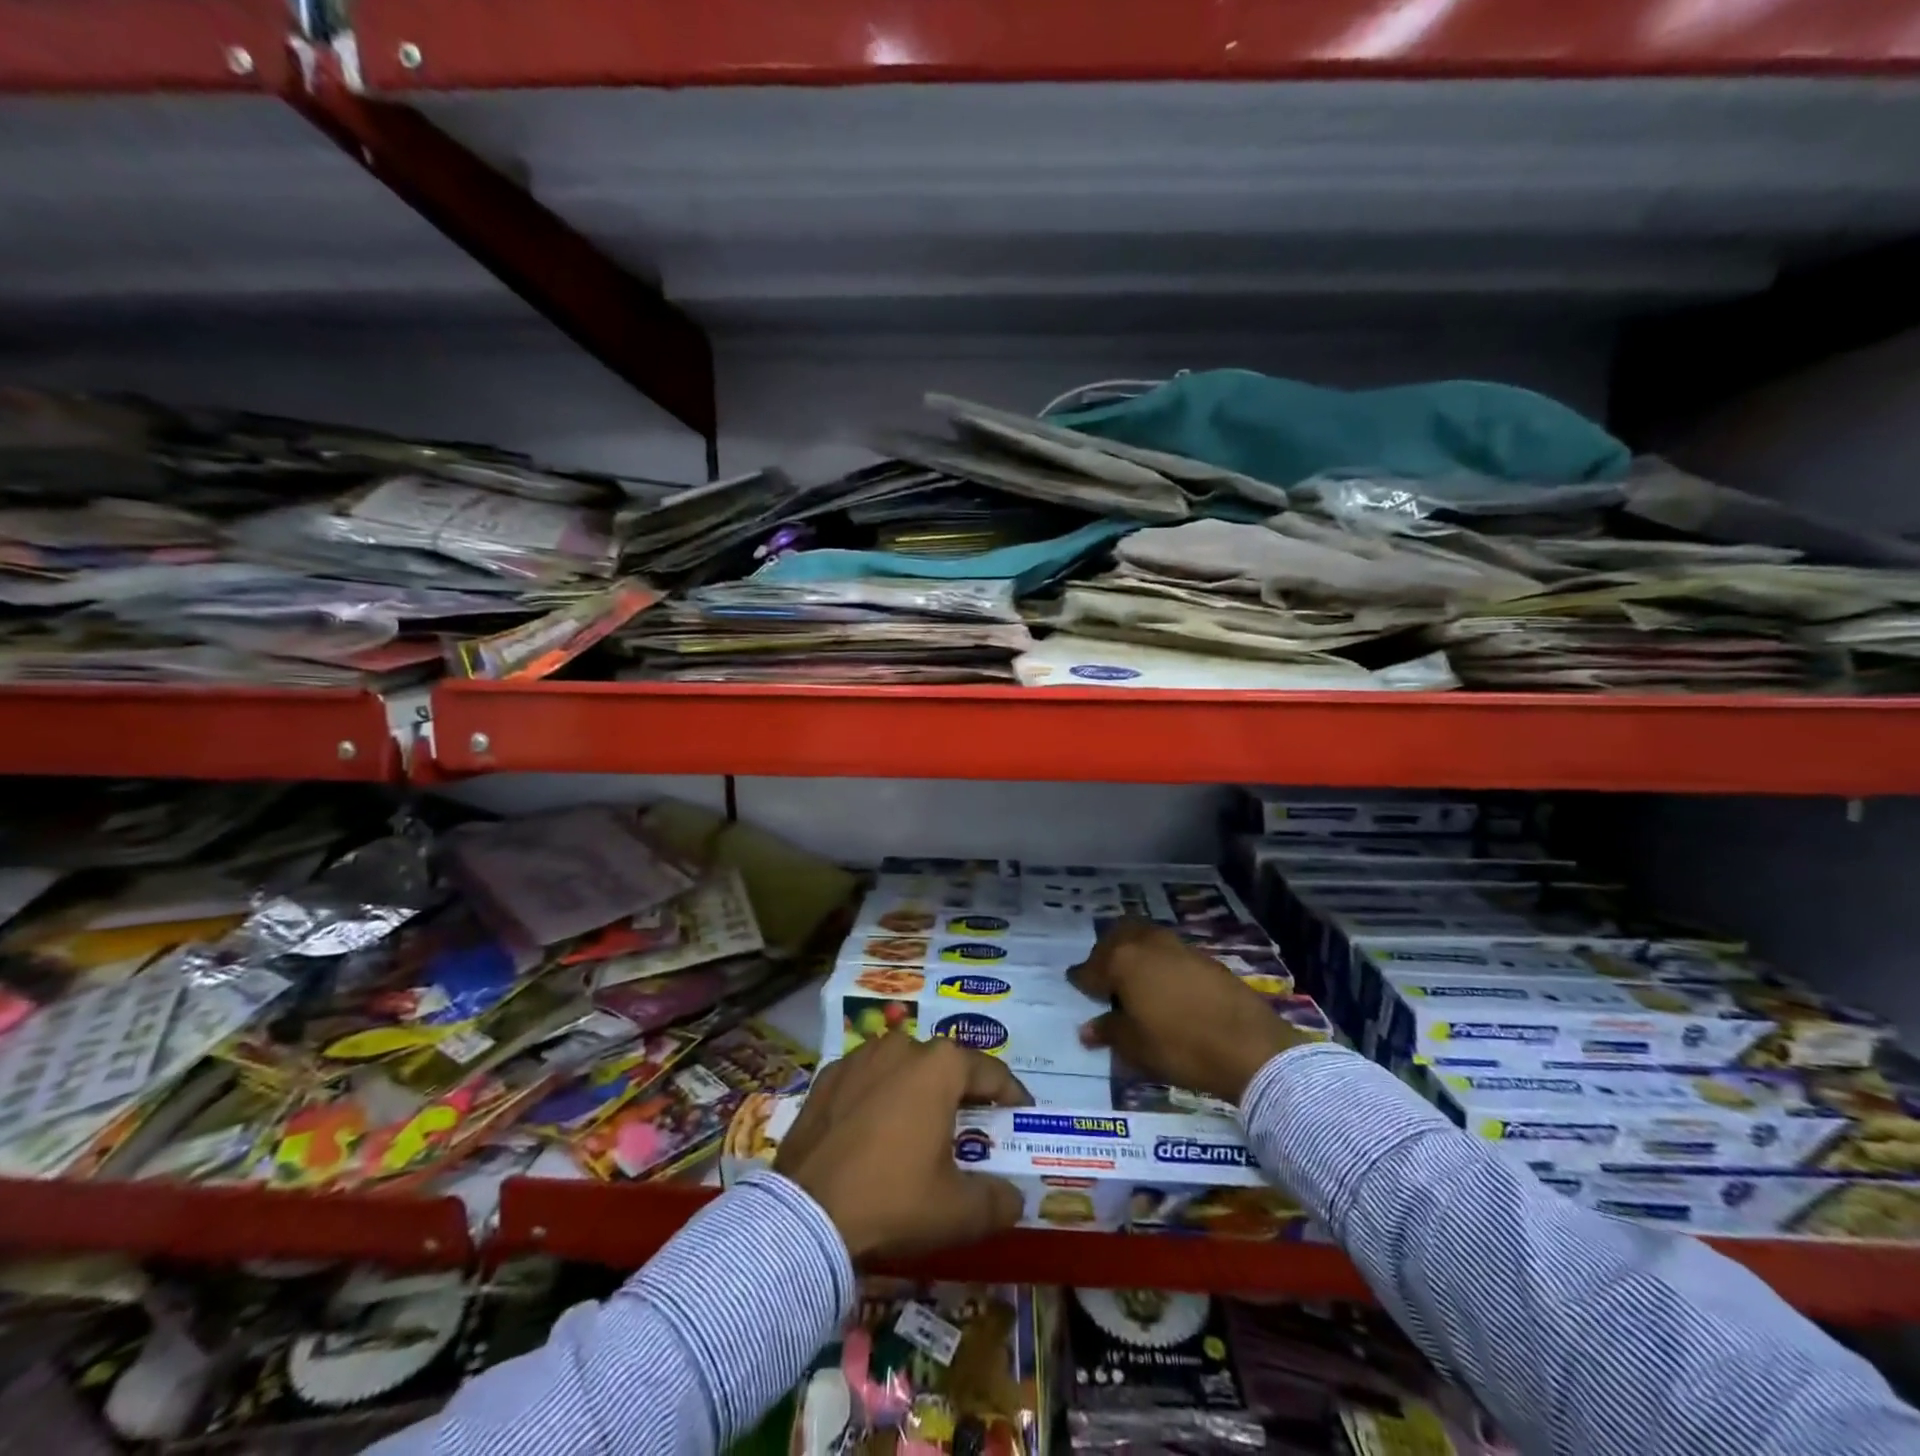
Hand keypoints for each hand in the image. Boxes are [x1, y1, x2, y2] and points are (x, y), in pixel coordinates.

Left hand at [775, 1032, 1030, 1260]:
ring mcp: (859, 1057)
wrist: (806, 1214)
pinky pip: (866, 1081)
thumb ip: (997, 1201)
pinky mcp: (826, 1077)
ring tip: (921, 1125)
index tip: (1021, 1113)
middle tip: (971, 1125)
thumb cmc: (894, 1199)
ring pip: (902, 1068)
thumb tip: (1014, 1198)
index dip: (1012, 1094)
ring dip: (917, 1090)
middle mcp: (902, 1046)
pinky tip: (875, 1130)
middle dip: (962, 1092)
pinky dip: (878, 1097)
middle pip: (945, 1065)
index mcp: (940, 1066)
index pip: (991, 1071)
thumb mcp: (958, 1211)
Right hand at [1070, 919, 1311, 1104]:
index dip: (1081, 979)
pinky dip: (1158, 961)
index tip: (1076, 985)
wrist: (1249, 1046)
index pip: (1090, 967)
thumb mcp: (1135, 1047)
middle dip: (1106, 952)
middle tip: (1104, 976)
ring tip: (1134, 980)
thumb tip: (1087, 1028)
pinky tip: (1164, 986)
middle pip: (1117, 936)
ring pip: (1144, 937)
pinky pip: (1168, 951)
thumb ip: (1108, 1031)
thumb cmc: (1180, 1047)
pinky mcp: (1204, 956)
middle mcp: (1146, 943)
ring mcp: (1178, 946)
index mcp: (1122, 960)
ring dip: (1134, 952)